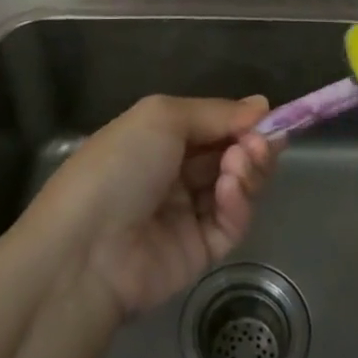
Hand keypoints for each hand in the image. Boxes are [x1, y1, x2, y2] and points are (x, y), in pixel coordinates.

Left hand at [36, 95, 279, 318]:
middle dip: (250, 144)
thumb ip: (215, 112)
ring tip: (242, 163)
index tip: (271, 117)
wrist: (86, 251)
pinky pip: (230, 223)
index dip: (241, 121)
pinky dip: (237, 203)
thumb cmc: (119, 167)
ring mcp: (186, 214)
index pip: (212, 125)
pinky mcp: (199, 252)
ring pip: (236, 187)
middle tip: (261, 142)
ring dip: (246, 170)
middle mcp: (173, 174)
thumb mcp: (162, 117)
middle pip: (229, 155)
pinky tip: (230, 190)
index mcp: (157, 140)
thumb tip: (261, 105)